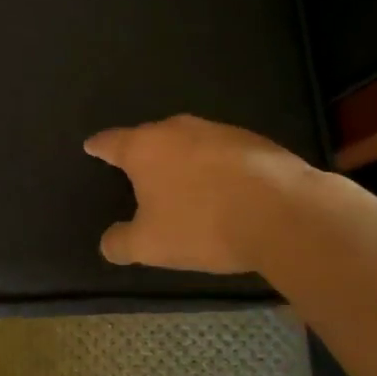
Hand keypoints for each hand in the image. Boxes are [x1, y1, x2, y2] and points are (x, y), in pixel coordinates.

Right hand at [84, 115, 311, 273]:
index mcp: (144, 148)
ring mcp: (219, 131)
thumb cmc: (203, 225)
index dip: (98, 147)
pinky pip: (222, 152)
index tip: (91, 146)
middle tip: (137, 172)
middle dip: (143, 153)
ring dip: (182, 159)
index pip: (110, 142)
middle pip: (150, 137)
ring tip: (182, 182)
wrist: (285, 213)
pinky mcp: (255, 141)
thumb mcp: (150, 246)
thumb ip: (121, 243)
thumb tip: (108, 243)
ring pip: (188, 142)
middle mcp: (178, 130)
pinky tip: (223, 189)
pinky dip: (215, 167)